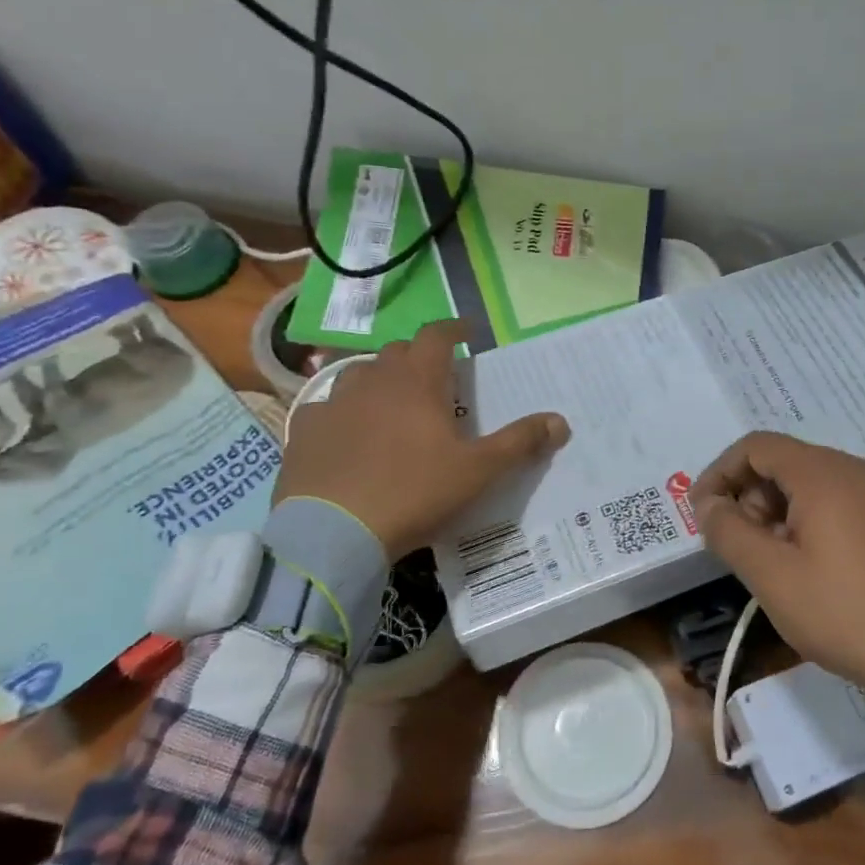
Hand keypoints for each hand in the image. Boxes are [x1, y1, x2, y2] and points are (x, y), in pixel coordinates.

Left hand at [275, 320, 568, 557]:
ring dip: (380, 382)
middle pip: (398, 353)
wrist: (334, 533)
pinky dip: (343, 413)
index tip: (466, 334)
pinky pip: (326, 409)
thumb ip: (520, 443)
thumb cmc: (415, 493)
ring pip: (359, 376)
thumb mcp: (478, 472)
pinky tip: (347, 435)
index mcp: (417, 381)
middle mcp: (372, 380)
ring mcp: (332, 403)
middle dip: (419, 358)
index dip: (453, 330)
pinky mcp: (303, 431)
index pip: (436, 335)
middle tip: (436, 380)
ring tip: (392, 405)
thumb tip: (561, 422)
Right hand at [689, 432, 864, 696]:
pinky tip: (832, 570)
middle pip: (790, 463)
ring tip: (785, 563)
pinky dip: (826, 522)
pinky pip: (857, 505)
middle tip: (746, 547)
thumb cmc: (847, 613)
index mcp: (824, 474)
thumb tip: (709, 503)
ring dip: (789, 512)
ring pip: (824, 485)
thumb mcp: (772, 577)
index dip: (721, 473)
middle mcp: (862, 470)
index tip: (705, 513)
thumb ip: (730, 532)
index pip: (756, 446)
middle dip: (755, 497)